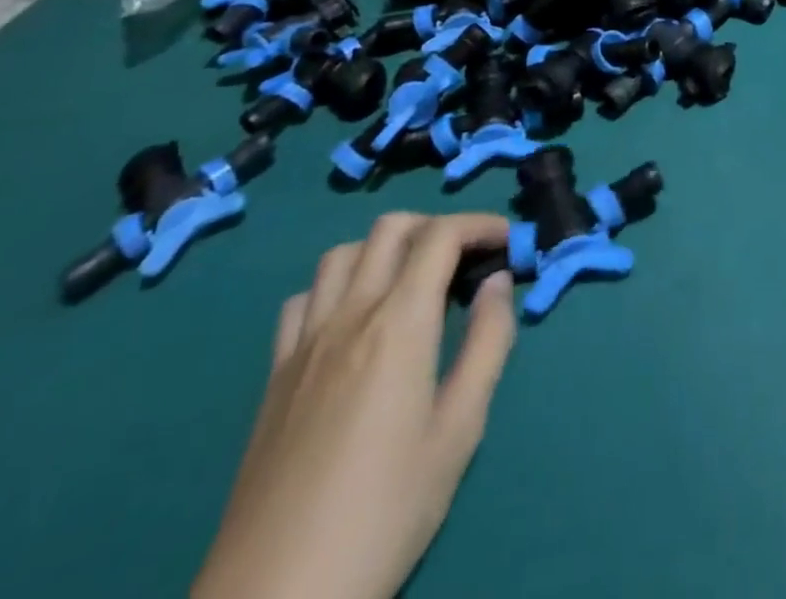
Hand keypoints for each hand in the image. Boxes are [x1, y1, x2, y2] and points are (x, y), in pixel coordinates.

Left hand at [193, 212, 516, 598]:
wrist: (277, 596)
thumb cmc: (386, 511)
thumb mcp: (460, 430)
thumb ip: (487, 343)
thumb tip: (499, 282)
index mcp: (399, 323)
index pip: (441, 236)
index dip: (481, 225)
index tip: (510, 241)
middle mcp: (350, 314)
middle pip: (391, 229)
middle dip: (437, 226)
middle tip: (468, 258)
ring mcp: (305, 342)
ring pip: (343, 253)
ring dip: (386, 247)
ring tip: (413, 279)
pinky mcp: (275, 373)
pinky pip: (303, 299)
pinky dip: (337, 285)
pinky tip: (353, 317)